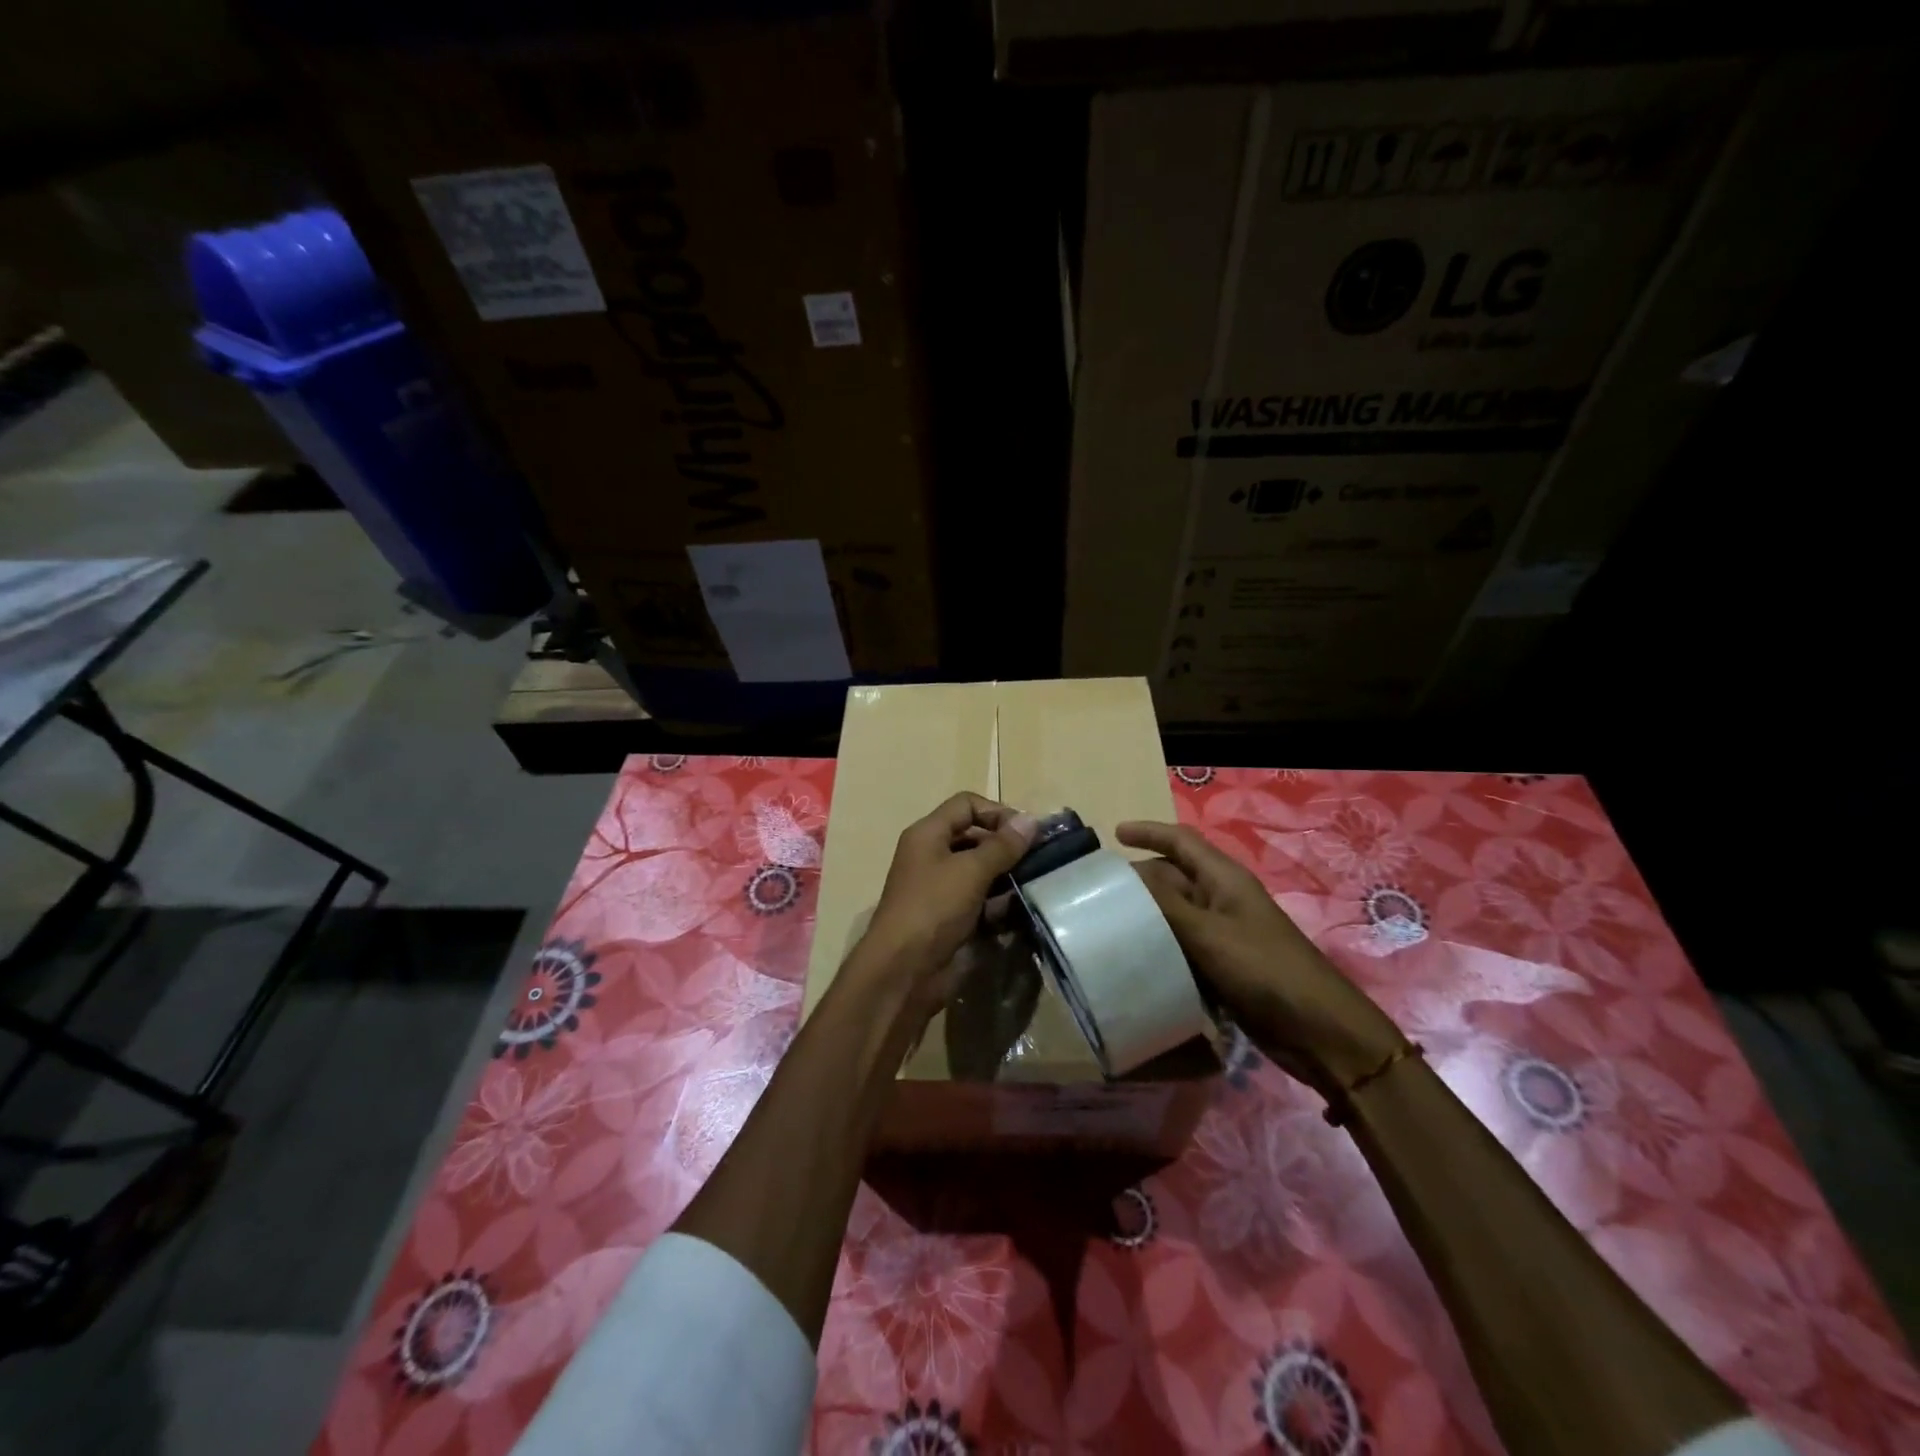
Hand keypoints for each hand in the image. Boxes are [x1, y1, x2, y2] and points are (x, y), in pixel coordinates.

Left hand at [846, 793, 1038, 1023]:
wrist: (904, 971)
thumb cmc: (933, 908)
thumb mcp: (970, 871)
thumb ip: (1002, 846)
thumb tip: (1032, 819)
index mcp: (928, 834)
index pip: (966, 805)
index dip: (997, 812)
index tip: (1027, 833)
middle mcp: (932, 856)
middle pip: (974, 837)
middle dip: (1006, 846)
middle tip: (1040, 859)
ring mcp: (940, 889)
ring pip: (980, 871)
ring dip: (1007, 876)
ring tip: (1037, 884)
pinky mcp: (950, 918)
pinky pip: (980, 900)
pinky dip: (999, 903)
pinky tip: (1021, 910)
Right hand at [1117, 820, 1401, 1096]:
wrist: (1318, 1032)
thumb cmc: (1265, 969)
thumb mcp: (1208, 933)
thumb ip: (1165, 904)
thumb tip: (1126, 877)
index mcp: (1224, 879)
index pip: (1181, 841)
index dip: (1148, 832)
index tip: (1114, 835)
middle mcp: (1222, 899)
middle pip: (1173, 877)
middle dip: (1139, 880)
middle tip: (1097, 892)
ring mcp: (1223, 934)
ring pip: (1175, 915)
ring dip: (1146, 917)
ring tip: (1106, 925)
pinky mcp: (1223, 966)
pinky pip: (1182, 947)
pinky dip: (1159, 948)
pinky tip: (1135, 960)